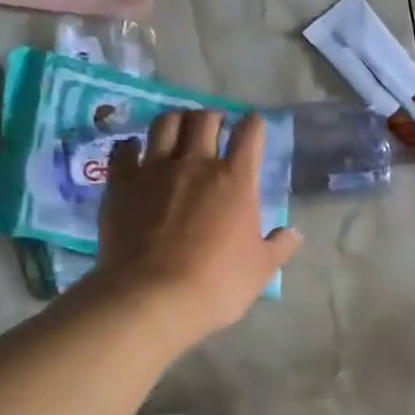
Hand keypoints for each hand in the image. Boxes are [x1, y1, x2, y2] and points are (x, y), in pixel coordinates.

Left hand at [91, 109, 300, 337]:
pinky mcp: (120, 184)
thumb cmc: (219, 283)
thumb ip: (279, 245)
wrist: (154, 296)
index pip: (250, 135)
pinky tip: (136, 153)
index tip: (255, 126)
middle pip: (204, 120)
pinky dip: (133, 146)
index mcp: (236, 180)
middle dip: (214, 118)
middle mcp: (195, 164)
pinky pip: (124, 150)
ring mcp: (153, 170)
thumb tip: (294, 233)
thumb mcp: (261, 269)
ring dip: (176, 121)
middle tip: (216, 127)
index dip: (254, 125)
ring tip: (179, 130)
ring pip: (164, 124)